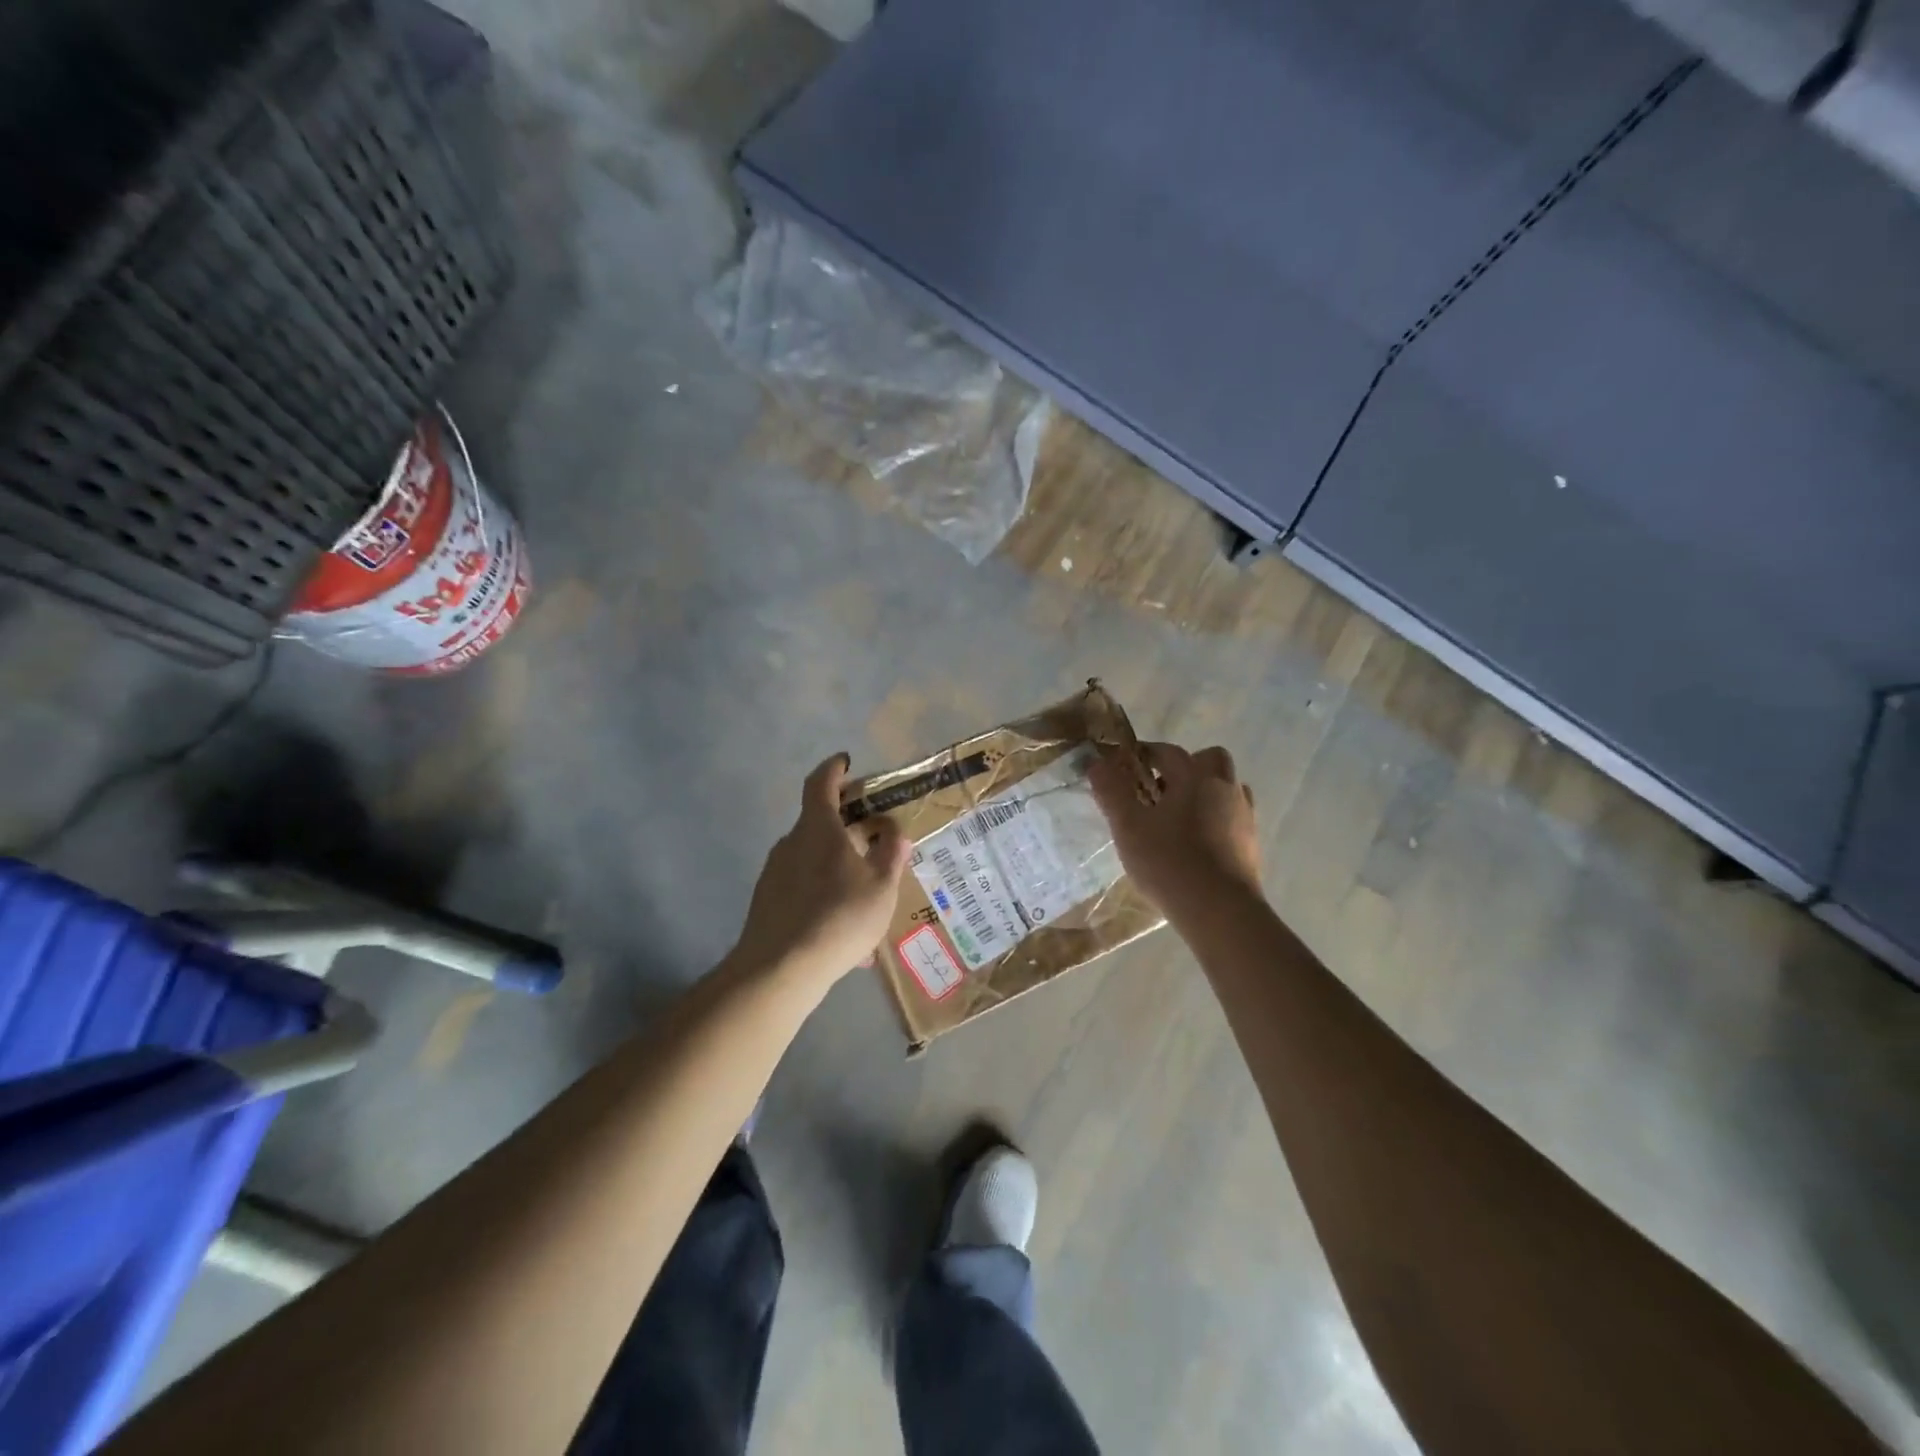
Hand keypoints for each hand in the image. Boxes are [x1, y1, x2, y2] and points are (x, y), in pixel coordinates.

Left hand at [731, 753, 911, 987]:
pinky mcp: (766, 901)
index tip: (845, 762)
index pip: (821, 783)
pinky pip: (802, 888)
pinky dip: (824, 896)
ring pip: (812, 860)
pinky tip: (843, 934)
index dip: (834, 769)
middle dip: (846, 827)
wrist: (779, 969)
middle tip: (873, 841)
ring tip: (865, 900)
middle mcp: (791, 842)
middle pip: (819, 823)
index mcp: (819, 829)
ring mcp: (774, 872)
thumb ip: (891, 855)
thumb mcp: (881, 887)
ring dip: (838, 868)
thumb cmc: (839, 917)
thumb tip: (896, 833)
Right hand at [1090, 741, 1262, 916]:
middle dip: (1185, 767)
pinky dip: (1216, 819)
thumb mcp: (1128, 827)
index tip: (1125, 766)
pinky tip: (1197, 843)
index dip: (1144, 754)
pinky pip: (1232, 817)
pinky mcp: (1251, 843)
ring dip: (1204, 792)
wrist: (1221, 911)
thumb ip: (1112, 792)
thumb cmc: (1169, 862)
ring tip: (1178, 818)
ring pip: (1226, 788)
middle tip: (1159, 790)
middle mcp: (1225, 787)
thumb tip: (1098, 763)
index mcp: (1195, 777)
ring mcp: (1244, 815)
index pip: (1167, 751)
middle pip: (1209, 759)